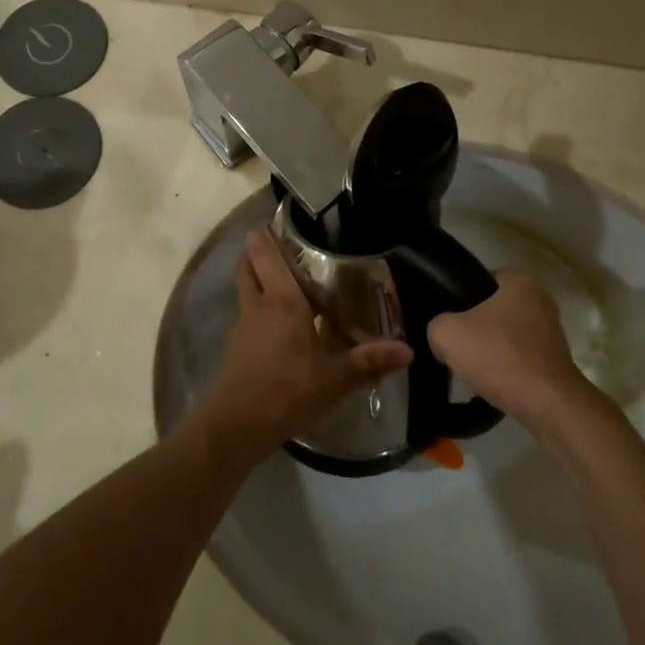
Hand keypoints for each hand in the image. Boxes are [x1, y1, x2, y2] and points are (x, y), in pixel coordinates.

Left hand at [198, 229, 412, 468]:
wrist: (237, 425)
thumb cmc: (287, 390)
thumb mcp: (335, 377)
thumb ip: (369, 361)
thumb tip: (408, 350)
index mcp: (282, 300)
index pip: (266, 254)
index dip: (265, 234)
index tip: (273, 219)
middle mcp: (258, 305)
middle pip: (247, 266)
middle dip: (256, 252)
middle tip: (279, 245)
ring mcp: (243, 327)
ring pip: (246, 289)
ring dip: (257, 279)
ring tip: (284, 281)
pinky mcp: (236, 349)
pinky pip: (247, 315)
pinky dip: (258, 308)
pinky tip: (278, 325)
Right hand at [426, 270, 597, 432]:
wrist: (547, 405)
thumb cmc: (499, 356)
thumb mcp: (447, 334)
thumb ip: (436, 325)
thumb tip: (442, 336)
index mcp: (519, 279)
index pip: (477, 281)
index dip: (457, 300)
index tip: (446, 322)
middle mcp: (541, 298)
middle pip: (491, 310)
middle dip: (473, 328)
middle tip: (454, 347)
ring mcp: (551, 331)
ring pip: (504, 336)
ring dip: (489, 351)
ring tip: (470, 369)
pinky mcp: (555, 360)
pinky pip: (518, 358)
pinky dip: (505, 369)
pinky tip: (490, 384)